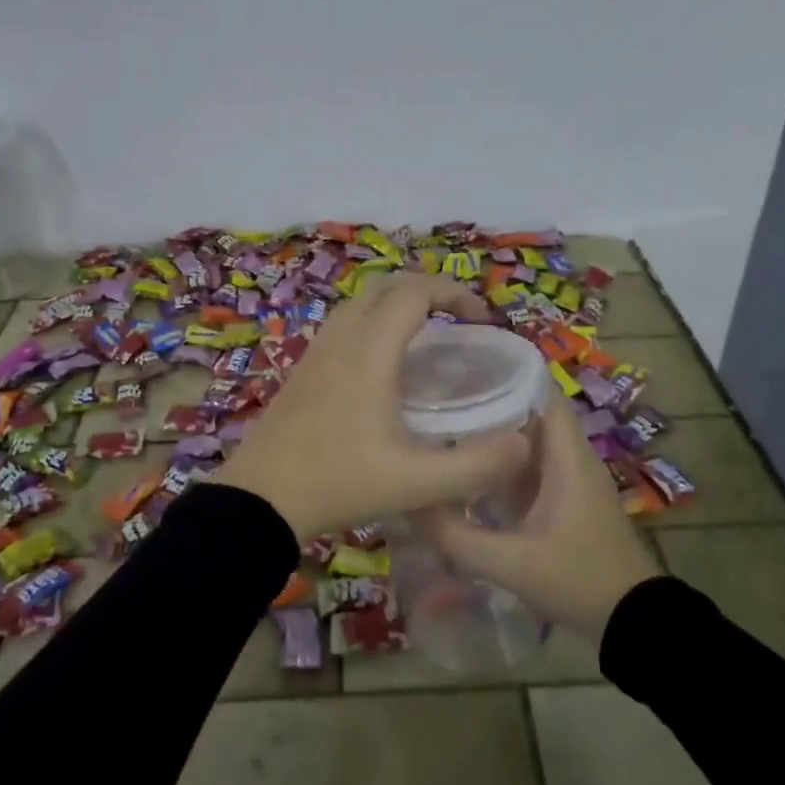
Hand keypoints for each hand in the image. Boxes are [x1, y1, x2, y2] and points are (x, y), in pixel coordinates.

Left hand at [208, 274, 530, 540]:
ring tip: (428, 336)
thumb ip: (475, 466)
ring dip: (398, 303)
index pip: (415, 292)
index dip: (454, 294)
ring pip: (361, 301)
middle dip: (429, 290)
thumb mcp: (415, 483)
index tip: (482, 320)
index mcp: (370, 352)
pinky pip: (344, 323)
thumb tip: (525, 443)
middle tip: (460, 321)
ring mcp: (317, 350)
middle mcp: (342, 338)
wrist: (259, 498)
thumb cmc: (338, 483)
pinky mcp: (304, 367)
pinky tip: (387, 365)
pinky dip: (374, 321)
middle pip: (387, 285)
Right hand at [418, 392, 660, 638]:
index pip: (540, 390)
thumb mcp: (512, 564)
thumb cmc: (578, 580)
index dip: (504, 371)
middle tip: (440, 392)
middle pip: (529, 407)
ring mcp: (570, 475)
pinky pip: (531, 460)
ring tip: (445, 420)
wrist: (632, 621)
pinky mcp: (565, 495)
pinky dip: (502, 456)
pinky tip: (468, 464)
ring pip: (529, 435)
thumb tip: (412, 504)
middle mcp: (571, 455)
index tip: (461, 364)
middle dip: (489, 396)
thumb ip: (458, 538)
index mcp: (567, 456)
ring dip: (494, 427)